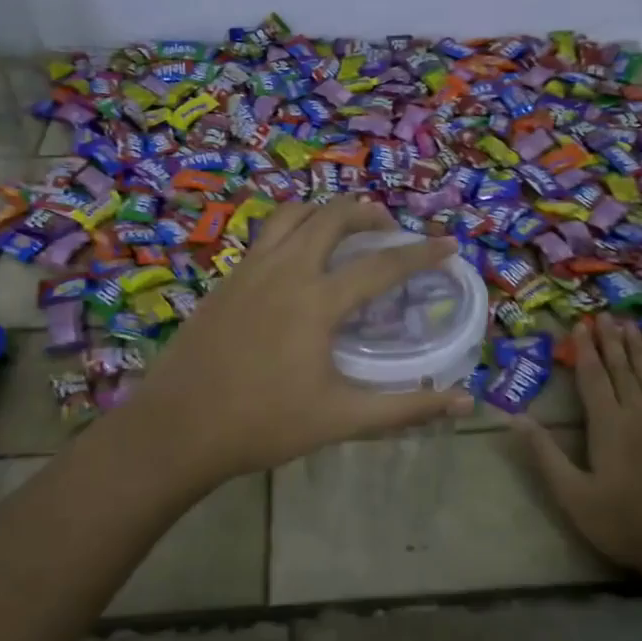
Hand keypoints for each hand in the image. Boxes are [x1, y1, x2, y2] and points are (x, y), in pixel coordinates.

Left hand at [118, 198, 473, 483]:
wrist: (178, 428)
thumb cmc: (264, 424)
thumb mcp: (341, 419)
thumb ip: (405, 407)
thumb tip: (463, 402)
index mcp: (316, 300)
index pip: (381, 265)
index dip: (420, 253)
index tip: (448, 245)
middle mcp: (284, 270)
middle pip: (332, 217)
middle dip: (368, 212)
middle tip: (389, 229)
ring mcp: (249, 270)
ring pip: (292, 215)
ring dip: (325, 212)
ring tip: (344, 229)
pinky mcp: (226, 280)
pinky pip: (265, 235)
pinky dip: (292, 229)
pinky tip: (297, 257)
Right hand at [518, 313, 641, 579]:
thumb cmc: (622, 521)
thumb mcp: (572, 493)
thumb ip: (545, 453)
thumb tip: (516, 417)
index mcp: (608, 425)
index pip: (593, 378)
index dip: (585, 350)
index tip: (580, 324)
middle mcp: (638, 416)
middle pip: (621, 371)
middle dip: (611, 342)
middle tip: (605, 315)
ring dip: (641, 353)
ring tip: (634, 327)